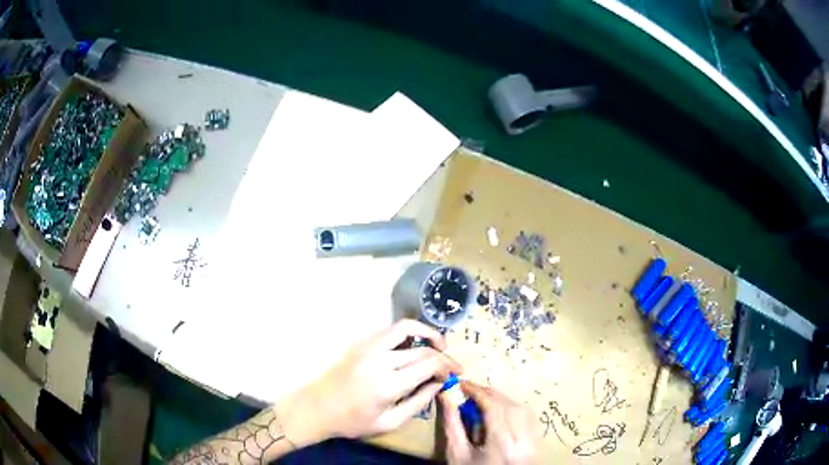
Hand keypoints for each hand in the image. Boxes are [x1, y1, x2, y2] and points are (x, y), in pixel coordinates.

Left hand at [277, 319, 460, 445]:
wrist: (317, 408)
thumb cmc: (353, 422)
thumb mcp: (390, 422)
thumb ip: (418, 402)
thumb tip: (438, 384)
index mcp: (388, 384)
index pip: (429, 364)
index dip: (448, 366)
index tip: (456, 373)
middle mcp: (379, 360)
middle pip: (421, 348)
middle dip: (443, 355)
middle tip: (451, 365)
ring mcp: (367, 347)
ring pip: (405, 327)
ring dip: (426, 333)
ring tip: (439, 345)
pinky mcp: (359, 343)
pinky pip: (389, 331)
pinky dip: (407, 333)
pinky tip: (413, 346)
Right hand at [441, 381, 539, 464]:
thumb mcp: (456, 453)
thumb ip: (452, 423)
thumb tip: (446, 395)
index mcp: (501, 442)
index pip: (492, 406)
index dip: (476, 391)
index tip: (460, 383)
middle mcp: (523, 439)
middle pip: (508, 404)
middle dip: (488, 394)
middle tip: (469, 391)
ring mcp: (533, 441)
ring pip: (522, 408)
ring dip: (502, 399)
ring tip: (483, 401)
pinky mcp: (537, 443)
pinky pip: (529, 417)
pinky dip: (515, 409)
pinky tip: (502, 412)